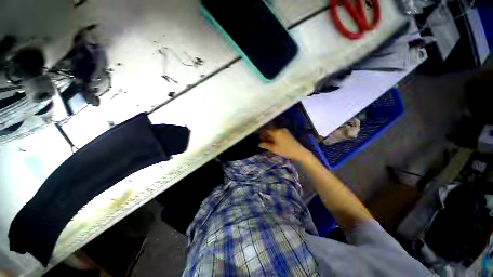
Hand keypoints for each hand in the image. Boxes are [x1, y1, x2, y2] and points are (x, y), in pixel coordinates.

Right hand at [259, 128, 312, 160]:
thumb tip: (259, 144)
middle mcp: (280, 129)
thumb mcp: (274, 149)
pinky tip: (273, 141)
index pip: (266, 130)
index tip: (258, 137)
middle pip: (270, 131)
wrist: (299, 152)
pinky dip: (275, 136)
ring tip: (267, 141)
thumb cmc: (285, 150)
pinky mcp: (287, 133)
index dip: (261, 133)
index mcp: (276, 132)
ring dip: (270, 136)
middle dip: (266, 135)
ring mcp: (284, 131)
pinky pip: (279, 133)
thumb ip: (265, 145)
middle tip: (261, 140)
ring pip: (274, 132)